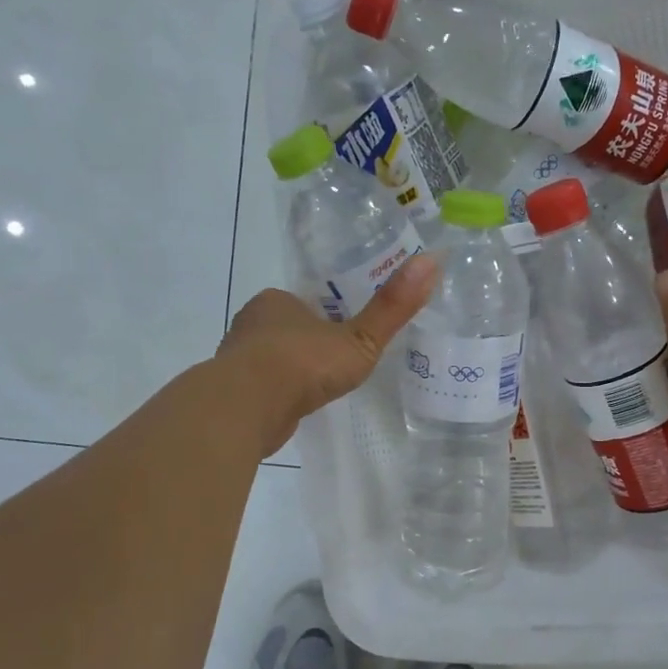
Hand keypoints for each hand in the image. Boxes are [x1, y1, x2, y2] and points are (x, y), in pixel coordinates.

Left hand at [217, 256, 438, 456]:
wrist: (247, 408)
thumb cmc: (304, 363)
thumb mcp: (360, 338)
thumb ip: (393, 308)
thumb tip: (433, 260)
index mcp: (276, 301)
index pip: (306, 302)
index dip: (328, 315)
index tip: (348, 332)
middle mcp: (252, 324)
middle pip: (288, 329)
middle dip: (310, 342)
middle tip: (340, 360)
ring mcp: (239, 359)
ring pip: (273, 358)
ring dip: (293, 370)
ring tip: (322, 386)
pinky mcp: (234, 393)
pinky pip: (264, 387)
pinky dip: (280, 394)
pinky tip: (297, 406)